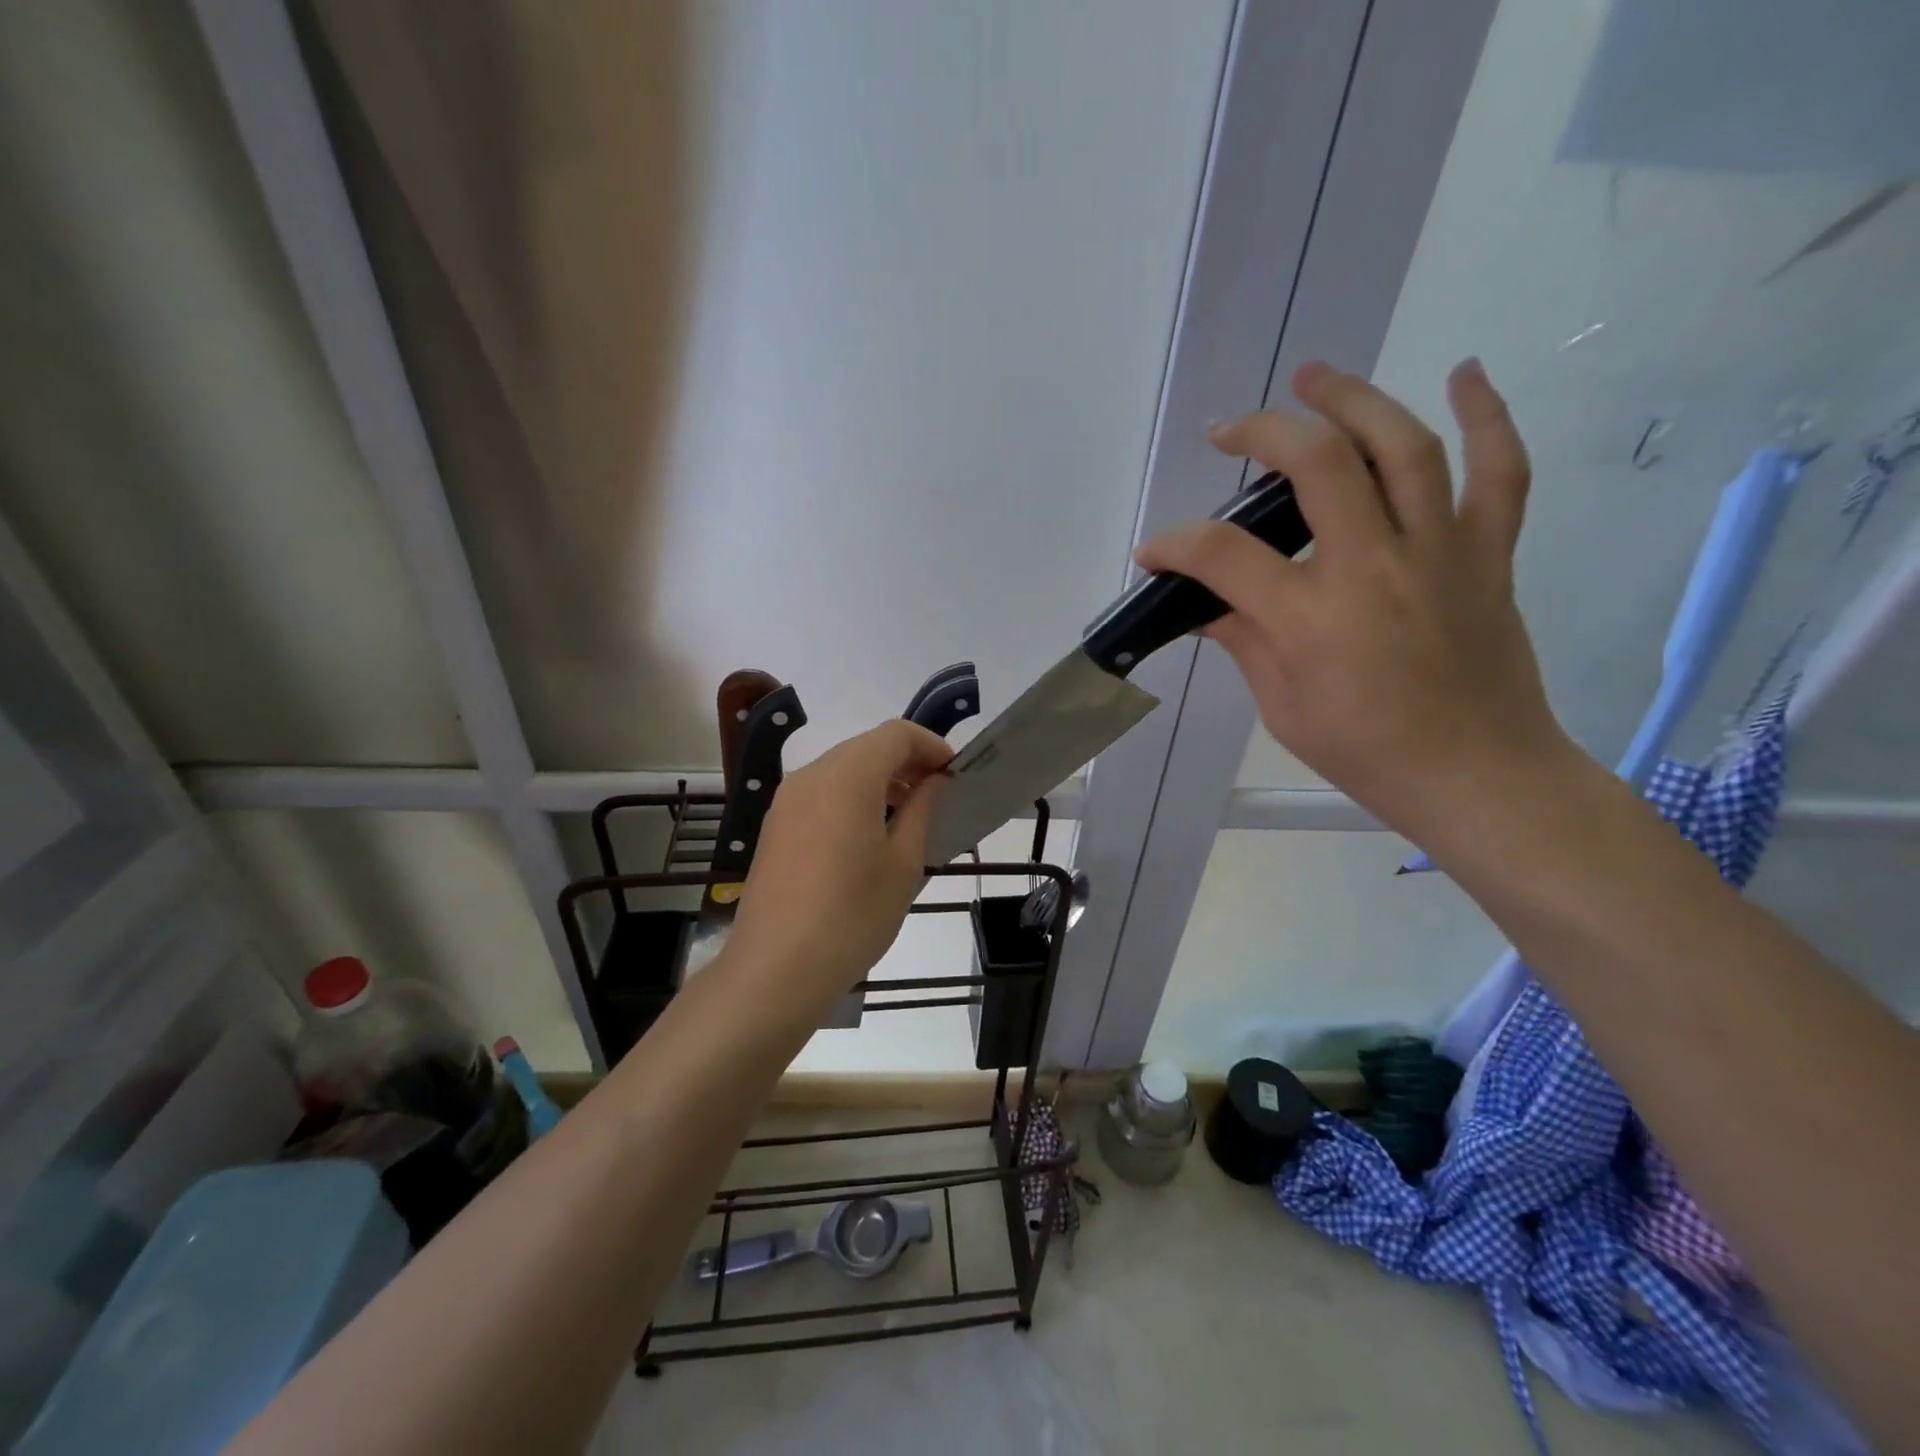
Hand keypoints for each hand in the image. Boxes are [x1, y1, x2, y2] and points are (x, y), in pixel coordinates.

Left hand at [724, 720, 951, 1014]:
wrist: (776, 968)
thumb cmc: (853, 915)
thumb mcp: (904, 863)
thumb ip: (922, 809)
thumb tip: (933, 781)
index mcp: (847, 776)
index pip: (896, 734)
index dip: (930, 745)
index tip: (953, 773)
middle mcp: (811, 775)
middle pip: (866, 747)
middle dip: (905, 761)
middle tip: (936, 794)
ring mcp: (786, 801)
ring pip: (841, 769)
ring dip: (878, 779)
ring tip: (906, 817)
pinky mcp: (774, 826)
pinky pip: (820, 793)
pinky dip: (850, 797)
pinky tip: (866, 836)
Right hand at [1138, 359, 1574, 841]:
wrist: (1477, 775)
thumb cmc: (1366, 752)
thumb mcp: (1282, 706)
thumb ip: (1245, 642)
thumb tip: (1209, 606)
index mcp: (1311, 618)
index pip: (1223, 555)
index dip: (1174, 544)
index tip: (1153, 552)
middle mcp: (1374, 567)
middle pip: (1317, 464)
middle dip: (1262, 433)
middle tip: (1229, 430)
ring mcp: (1439, 552)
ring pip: (1402, 447)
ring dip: (1353, 399)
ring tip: (1315, 376)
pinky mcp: (1488, 553)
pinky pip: (1500, 470)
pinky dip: (1487, 415)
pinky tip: (1464, 373)